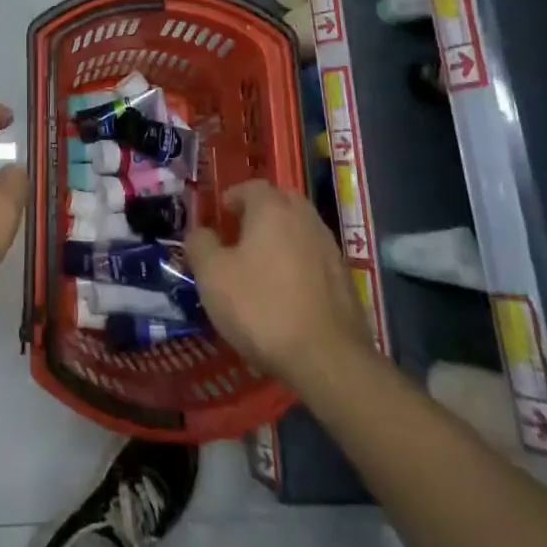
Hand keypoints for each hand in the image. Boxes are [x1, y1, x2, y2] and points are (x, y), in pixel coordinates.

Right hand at [183, 181, 373, 388]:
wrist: (328, 359)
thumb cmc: (261, 307)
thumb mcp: (213, 276)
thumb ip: (200, 245)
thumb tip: (201, 232)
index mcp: (272, 209)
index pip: (252, 187)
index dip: (233, 197)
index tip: (221, 214)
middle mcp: (305, 219)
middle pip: (282, 202)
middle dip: (262, 211)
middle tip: (242, 232)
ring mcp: (330, 249)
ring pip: (301, 230)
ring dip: (283, 238)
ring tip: (263, 263)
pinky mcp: (346, 280)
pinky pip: (316, 259)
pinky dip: (300, 264)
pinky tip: (288, 291)